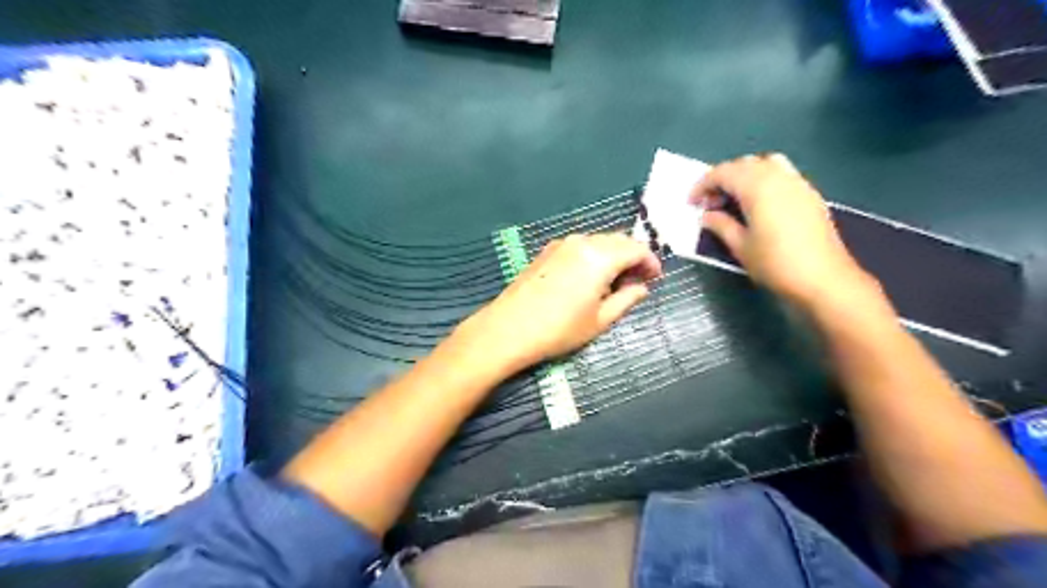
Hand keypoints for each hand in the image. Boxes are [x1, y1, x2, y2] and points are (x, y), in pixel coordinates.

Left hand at [452, 232, 659, 373]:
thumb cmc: (559, 329)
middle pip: (617, 240)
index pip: (636, 249)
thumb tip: (642, 288)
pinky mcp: (546, 251)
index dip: (650, 262)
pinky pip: (579, 247)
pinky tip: (589, 278)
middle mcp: (581, 242)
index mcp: (599, 256)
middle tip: (637, 281)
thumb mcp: (600, 320)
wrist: (508, 328)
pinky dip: (593, 256)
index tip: (656, 278)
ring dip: (612, 256)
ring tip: (614, 282)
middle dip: (632, 257)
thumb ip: (626, 299)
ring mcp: (561, 244)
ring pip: (598, 242)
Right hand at [694, 155, 880, 312]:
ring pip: (765, 164)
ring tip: (734, 199)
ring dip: (744, 176)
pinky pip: (782, 174)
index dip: (703, 185)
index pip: (723, 173)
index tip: (691, 203)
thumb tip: (707, 215)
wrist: (823, 279)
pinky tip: (759, 204)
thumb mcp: (740, 247)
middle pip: (744, 164)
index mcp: (757, 186)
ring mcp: (797, 183)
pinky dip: (764, 180)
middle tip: (710, 204)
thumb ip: (721, 225)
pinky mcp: (809, 194)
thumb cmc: (775, 264)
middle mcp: (778, 176)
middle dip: (722, 179)